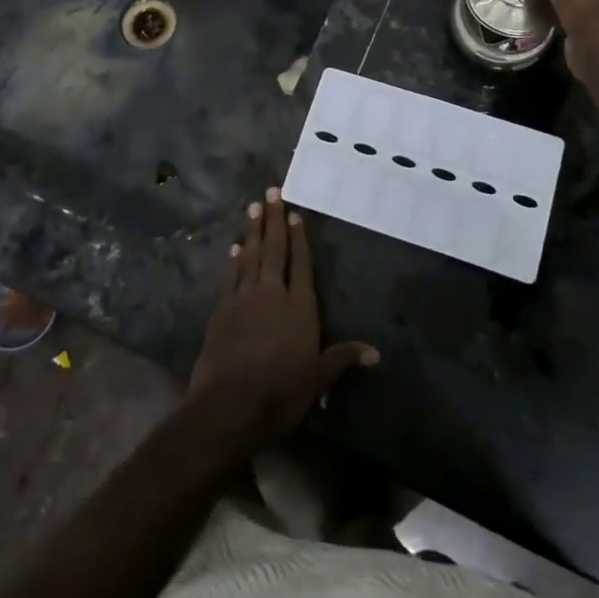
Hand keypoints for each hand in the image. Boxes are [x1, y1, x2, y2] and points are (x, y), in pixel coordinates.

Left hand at [189, 188, 377, 452]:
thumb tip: (377, 353)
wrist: (228, 405)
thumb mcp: (317, 379)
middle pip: (273, 250)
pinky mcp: (221, 310)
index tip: (295, 214)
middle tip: (271, 192)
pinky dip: (233, 260)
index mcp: (299, 307)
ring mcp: (243, 299)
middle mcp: (271, 294)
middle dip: (273, 220)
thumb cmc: (280, 392)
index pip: (300, 264)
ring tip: (253, 207)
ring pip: (249, 256)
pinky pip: (230, 277)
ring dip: (252, 231)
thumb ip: (342, 358)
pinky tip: (234, 248)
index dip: (299, 239)